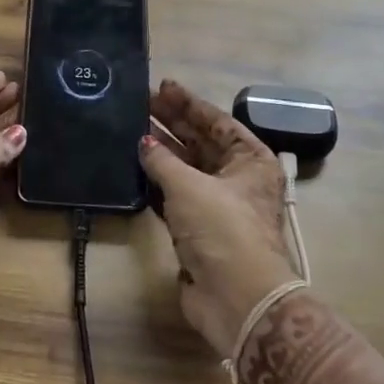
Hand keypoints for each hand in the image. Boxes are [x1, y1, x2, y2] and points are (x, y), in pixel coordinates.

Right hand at [139, 79, 296, 357]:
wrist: (237, 297)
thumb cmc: (222, 229)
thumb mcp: (190, 186)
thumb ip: (162, 160)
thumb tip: (143, 142)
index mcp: (251, 161)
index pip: (218, 122)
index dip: (189, 104)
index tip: (163, 86)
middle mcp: (238, 180)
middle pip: (201, 143)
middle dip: (172, 123)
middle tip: (141, 103)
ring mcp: (217, 206)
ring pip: (186, 170)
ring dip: (162, 152)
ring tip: (132, 130)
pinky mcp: (198, 231)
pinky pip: (174, 197)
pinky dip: (156, 182)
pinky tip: (135, 167)